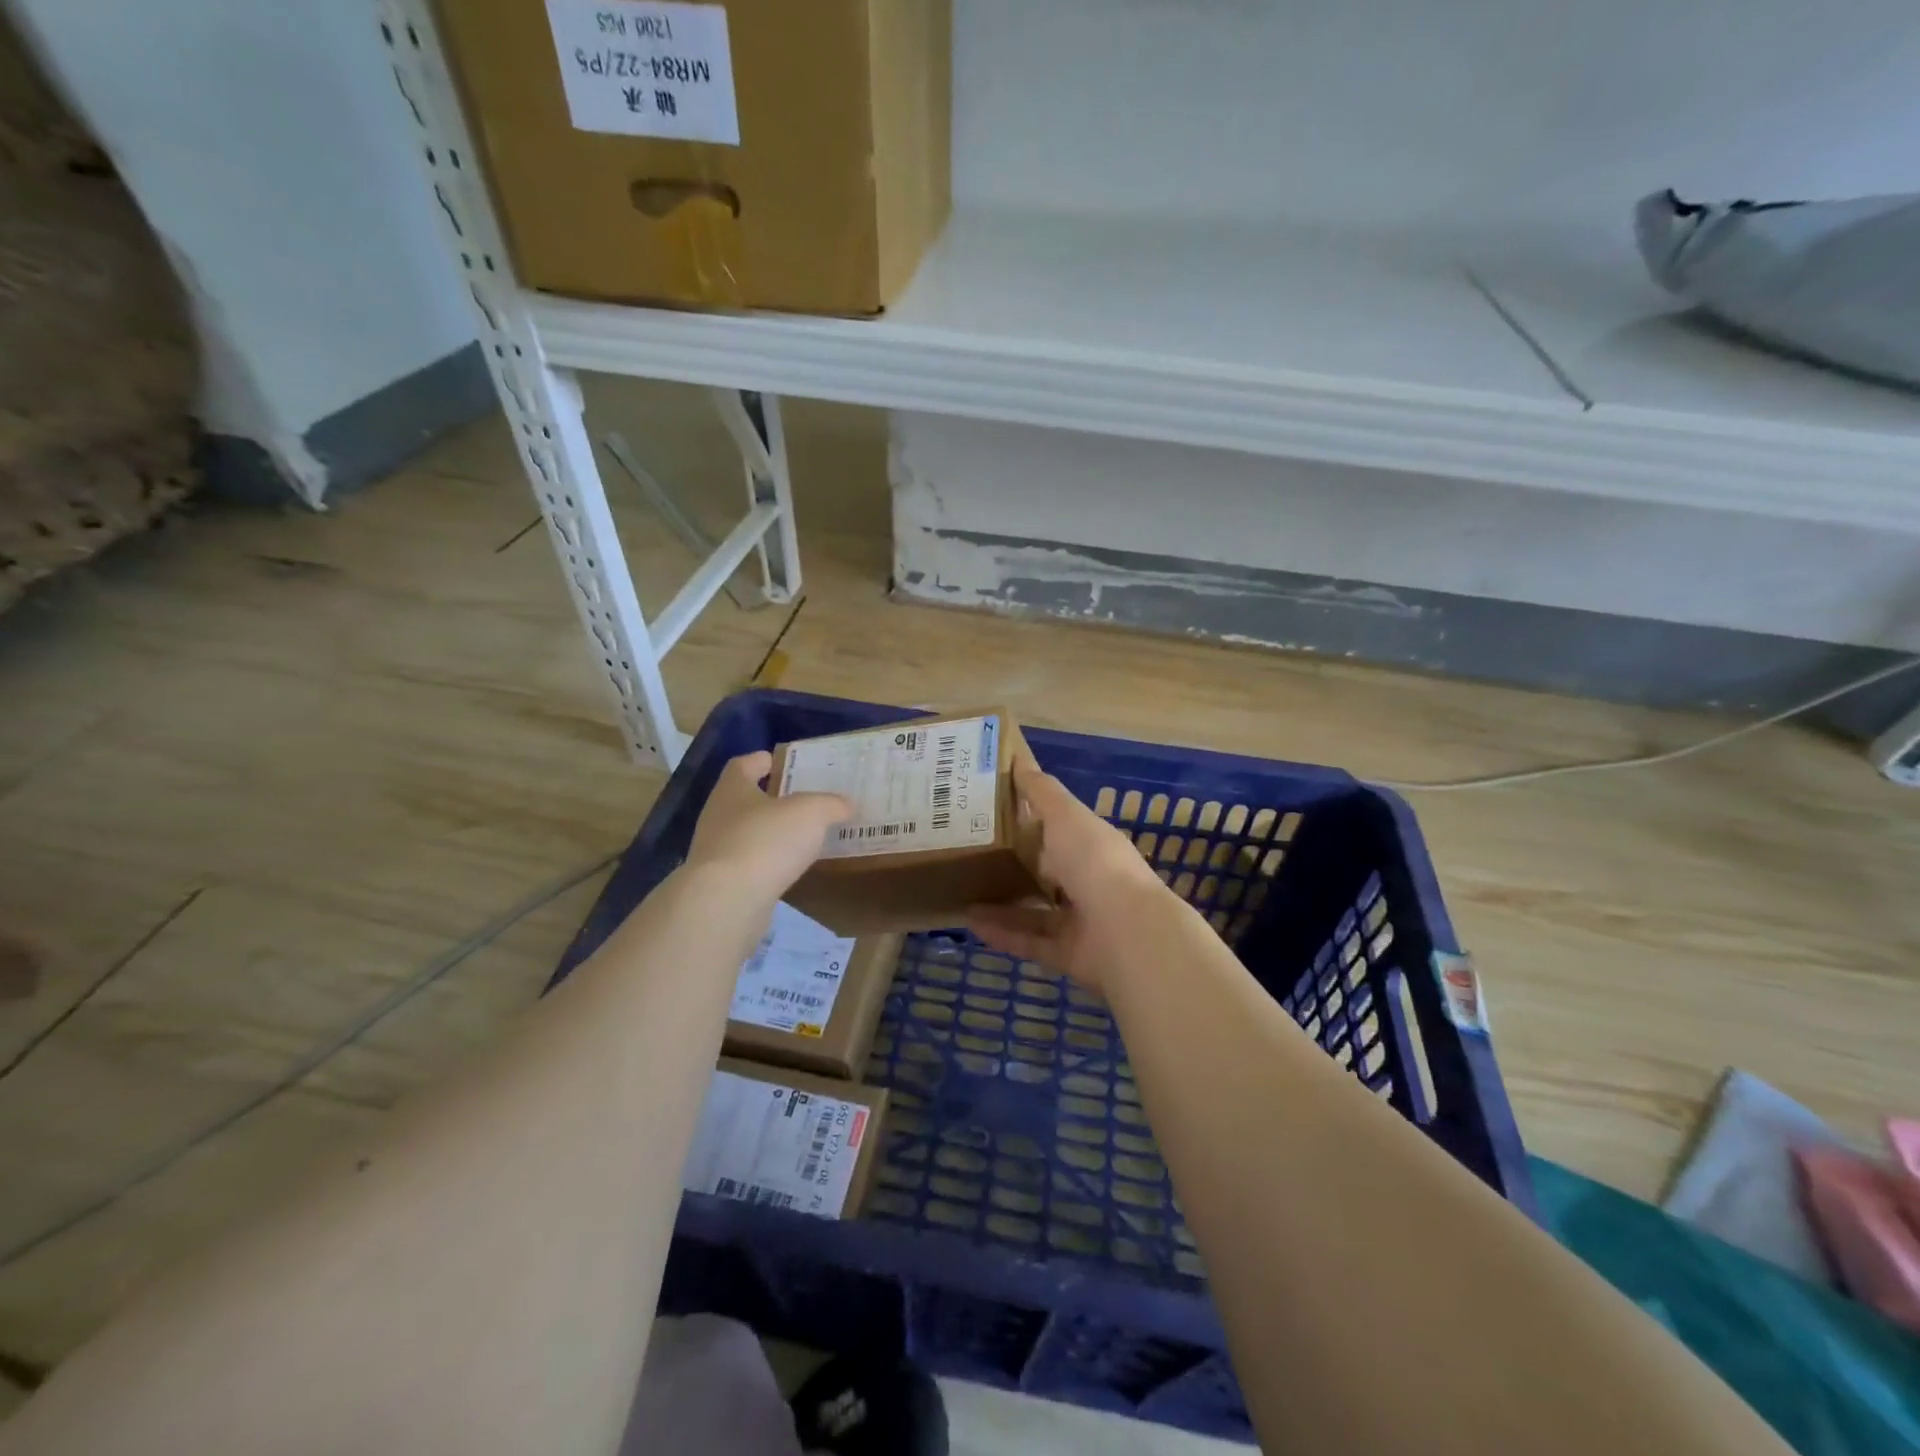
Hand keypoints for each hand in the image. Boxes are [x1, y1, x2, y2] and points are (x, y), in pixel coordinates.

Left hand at [685, 752, 850, 899]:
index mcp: (732, 789)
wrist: (727, 901)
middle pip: (743, 800)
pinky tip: (790, 868)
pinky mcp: (722, 884)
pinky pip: (750, 865)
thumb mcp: (811, 812)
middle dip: (769, 799)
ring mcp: (716, 852)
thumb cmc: (766, 840)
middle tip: (802, 800)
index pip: (742, 766)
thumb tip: (845, 805)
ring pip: (746, 834)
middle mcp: (718, 816)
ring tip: (802, 836)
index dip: (760, 761)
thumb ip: (830, 804)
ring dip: (770, 834)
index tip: (778, 762)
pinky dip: (768, 863)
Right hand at [968, 756, 1177, 990]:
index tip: (988, 811)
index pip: (1057, 828)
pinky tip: (969, 921)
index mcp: (1091, 844)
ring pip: (1034, 909)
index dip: (1027, 819)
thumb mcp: (1066, 816)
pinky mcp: (1068, 953)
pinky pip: (1029, 940)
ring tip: (961, 889)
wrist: (1126, 933)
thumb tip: (1018, 760)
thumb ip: (1042, 792)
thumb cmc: (1095, 862)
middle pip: (1045, 871)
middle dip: (1011, 863)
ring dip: (1000, 901)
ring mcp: (1080, 920)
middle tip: (967, 853)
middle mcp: (1088, 881)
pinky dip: (1001, 932)